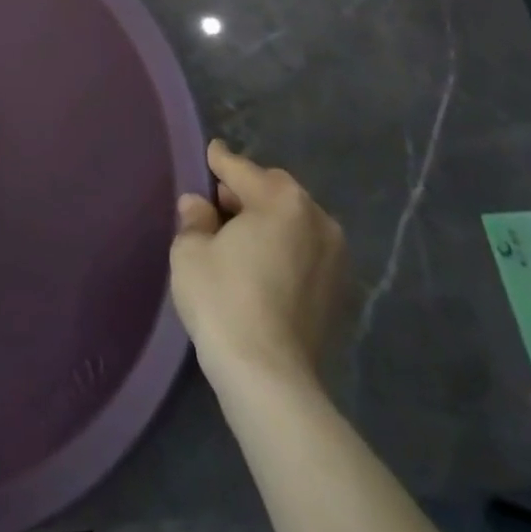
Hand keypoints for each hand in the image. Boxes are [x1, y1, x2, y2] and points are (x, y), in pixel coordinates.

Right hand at [170, 139, 345, 388]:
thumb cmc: (224, 300)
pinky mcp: (341, 292)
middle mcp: (317, 219)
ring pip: (294, 221)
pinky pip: (306, 251)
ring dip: (269, 221)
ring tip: (240, 237)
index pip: (240, 168)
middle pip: (274, 191)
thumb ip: (195, 218)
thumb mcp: (190, 250)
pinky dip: (285, 249)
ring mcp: (336, 257)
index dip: (218, 161)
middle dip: (247, 192)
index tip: (210, 153)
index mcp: (281, 200)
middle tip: (217, 205)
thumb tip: (199, 206)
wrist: (270, 378)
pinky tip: (262, 265)